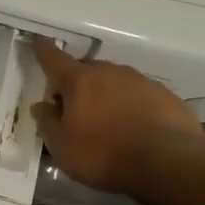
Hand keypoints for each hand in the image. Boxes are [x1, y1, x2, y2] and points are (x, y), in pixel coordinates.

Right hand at [30, 39, 204, 192]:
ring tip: (105, 120)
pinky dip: (130, 105)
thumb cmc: (102, 154)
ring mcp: (141, 81)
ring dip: (105, 94)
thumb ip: (48, 122)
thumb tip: (41, 105)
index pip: (55, 59)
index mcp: (79, 81)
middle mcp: (110, 72)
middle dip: (76, 83)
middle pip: (87, 70)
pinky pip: (139, 95)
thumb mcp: (62, 146)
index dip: (44, 51)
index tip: (38, 42)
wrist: (166, 163)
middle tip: (72, 108)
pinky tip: (133, 127)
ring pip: (115, 81)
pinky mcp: (166, 96)